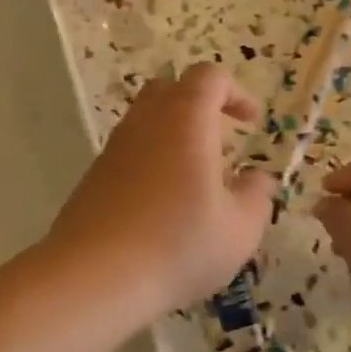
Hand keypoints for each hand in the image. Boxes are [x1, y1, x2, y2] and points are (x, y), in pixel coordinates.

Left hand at [46, 63, 276, 318]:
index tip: (251, 123)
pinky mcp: (93, 175)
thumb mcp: (239, 228)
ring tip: (195, 179)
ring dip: (172, 136)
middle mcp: (143, 122)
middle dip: (199, 106)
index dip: (235, 93)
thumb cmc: (178, 244)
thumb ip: (256, 195)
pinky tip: (162, 204)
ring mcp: (112, 148)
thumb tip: (258, 178)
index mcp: (184, 119)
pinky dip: (149, 161)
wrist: (94, 274)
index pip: (208, 77)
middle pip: (169, 89)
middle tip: (220, 142)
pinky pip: (127, 152)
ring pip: (144, 121)